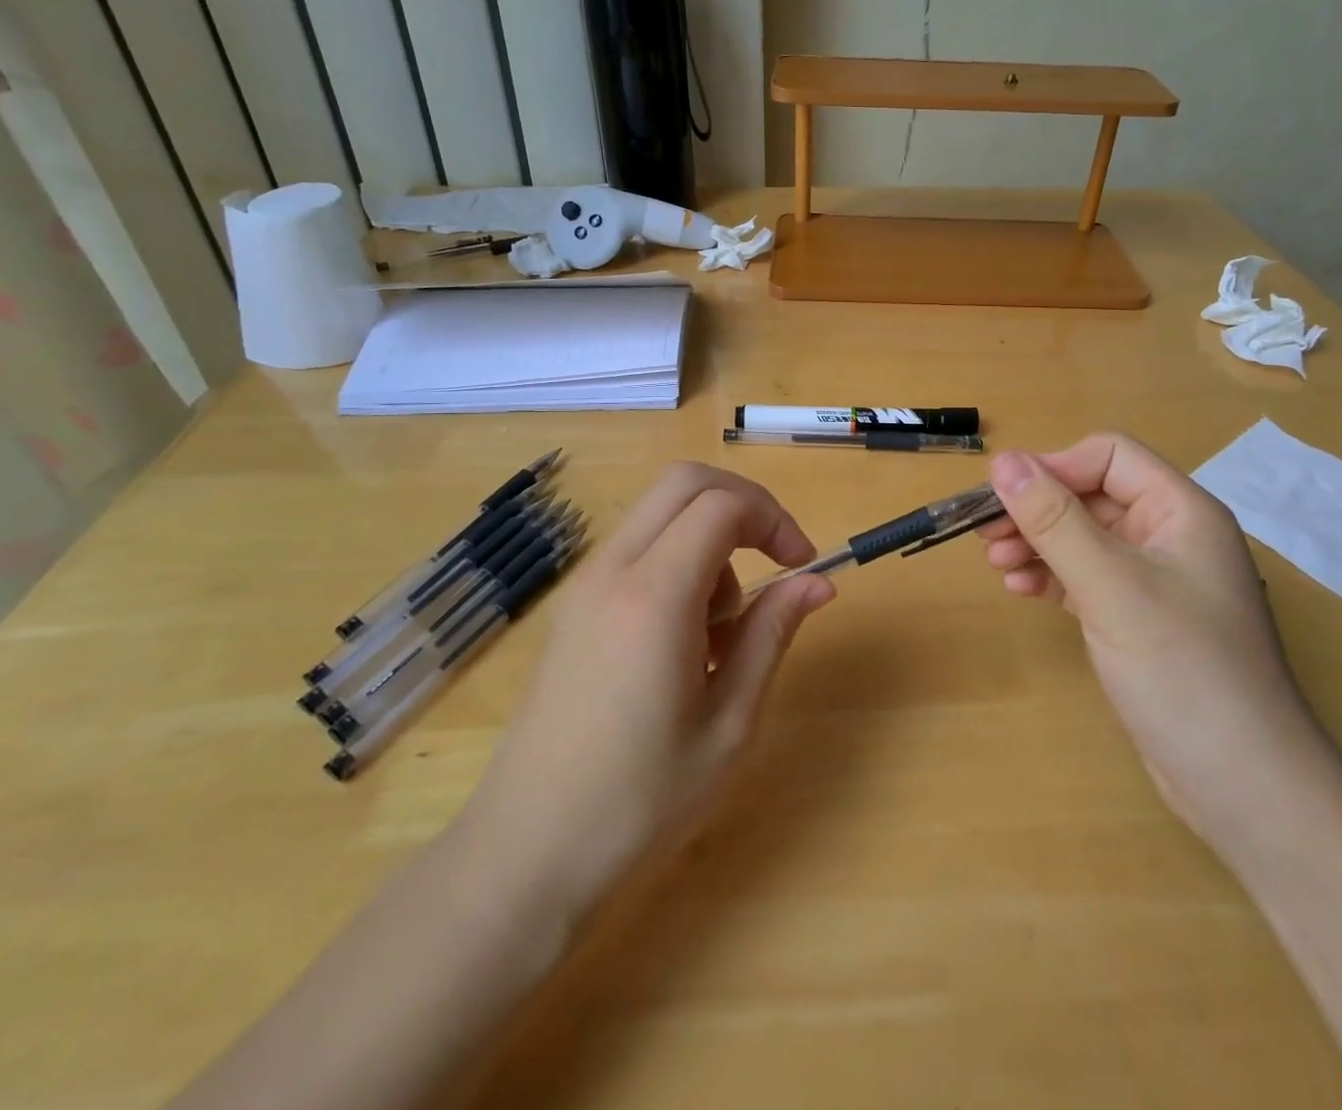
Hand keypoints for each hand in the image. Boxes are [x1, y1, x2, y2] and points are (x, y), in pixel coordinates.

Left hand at [458, 464, 834, 920]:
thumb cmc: (638, 803)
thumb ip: (772, 634)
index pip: (721, 505)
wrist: (523, 859)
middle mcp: (612, 572)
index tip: (802, 565)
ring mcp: (584, 587)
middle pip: (683, 483)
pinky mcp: (573, 608)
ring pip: (659, 512)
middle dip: (743, 505)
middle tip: (775, 560)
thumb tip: (817, 583)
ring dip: (708, 539)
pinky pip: (637, 549)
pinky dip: (676, 561)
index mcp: (654, 595)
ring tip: (721, 630)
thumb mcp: (729, 724)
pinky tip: (683, 640)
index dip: (774, 519)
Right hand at [980, 435, 1334, 849]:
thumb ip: (1054, 520)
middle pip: (1092, 495)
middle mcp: (1171, 536)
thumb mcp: (1110, 586)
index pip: (1109, 456)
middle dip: (1037, 510)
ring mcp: (1157, 580)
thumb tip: (1004, 462)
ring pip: (1085, 537)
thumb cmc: (1181, 670)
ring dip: (1038, 542)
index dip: (1055, 467)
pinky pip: (1088, 577)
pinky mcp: (1141, 619)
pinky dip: (1052, 576)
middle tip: (983, 535)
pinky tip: (1021, 589)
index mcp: (1180, 511)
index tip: (1003, 498)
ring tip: (996, 564)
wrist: (1243, 787)